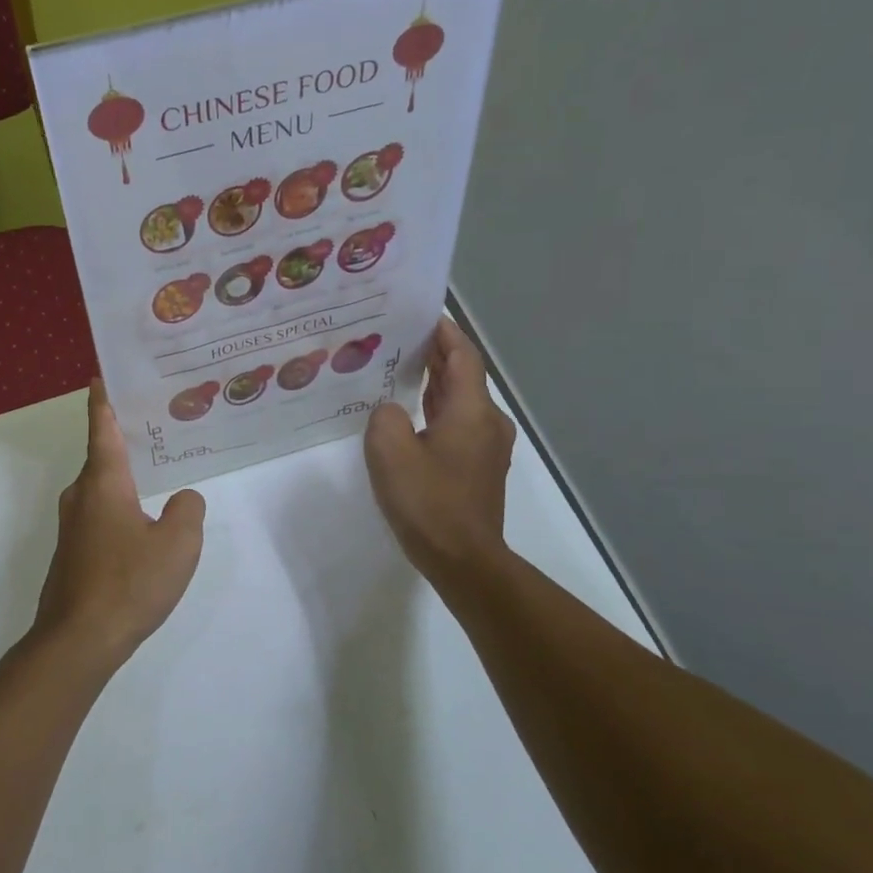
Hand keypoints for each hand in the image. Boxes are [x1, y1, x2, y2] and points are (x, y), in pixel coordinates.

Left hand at [30, 380, 205, 671]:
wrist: (78, 640)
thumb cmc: (129, 583)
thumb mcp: (177, 544)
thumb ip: (188, 511)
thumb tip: (183, 500)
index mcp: (103, 482)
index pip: (103, 427)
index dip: (104, 400)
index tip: (102, 375)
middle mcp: (81, 495)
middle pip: (102, 455)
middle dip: (126, 438)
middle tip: (158, 422)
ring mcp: (72, 526)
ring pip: (101, 487)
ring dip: (124, 475)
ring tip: (158, 470)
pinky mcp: (72, 552)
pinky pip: (99, 513)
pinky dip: (120, 505)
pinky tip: (143, 521)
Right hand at [364, 319, 515, 584]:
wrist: (463, 559)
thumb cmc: (428, 502)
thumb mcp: (390, 452)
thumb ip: (385, 417)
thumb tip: (391, 411)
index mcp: (472, 411)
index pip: (462, 356)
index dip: (445, 332)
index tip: (421, 313)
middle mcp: (488, 422)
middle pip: (463, 376)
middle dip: (436, 354)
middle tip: (400, 337)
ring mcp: (486, 446)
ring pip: (460, 401)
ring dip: (434, 382)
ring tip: (399, 368)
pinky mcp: (478, 467)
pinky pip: (457, 424)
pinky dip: (436, 409)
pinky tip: (409, 414)